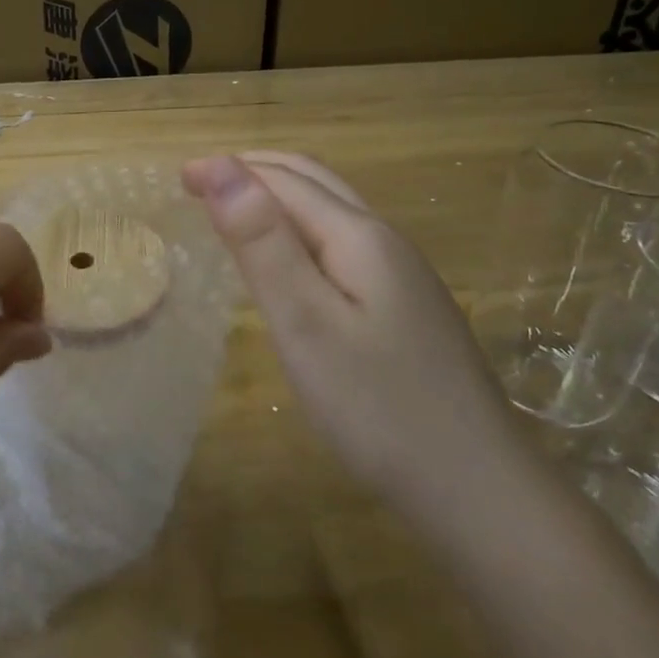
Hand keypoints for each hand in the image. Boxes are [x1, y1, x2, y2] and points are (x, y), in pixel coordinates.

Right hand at [183, 152, 525, 507]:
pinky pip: (342, 244)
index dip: (229, 169)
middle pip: (314, 182)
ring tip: (232, 211)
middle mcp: (385, 241)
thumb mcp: (306, 323)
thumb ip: (263, 243)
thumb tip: (222, 166)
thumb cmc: (377, 407)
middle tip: (198, 184)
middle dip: (254, 170)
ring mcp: (402, 276)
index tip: (178, 176)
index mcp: (359, 236)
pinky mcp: (406, 308)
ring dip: (278, 196)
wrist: (479, 491)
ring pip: (331, 212)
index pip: (284, 180)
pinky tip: (288, 262)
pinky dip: (299, 229)